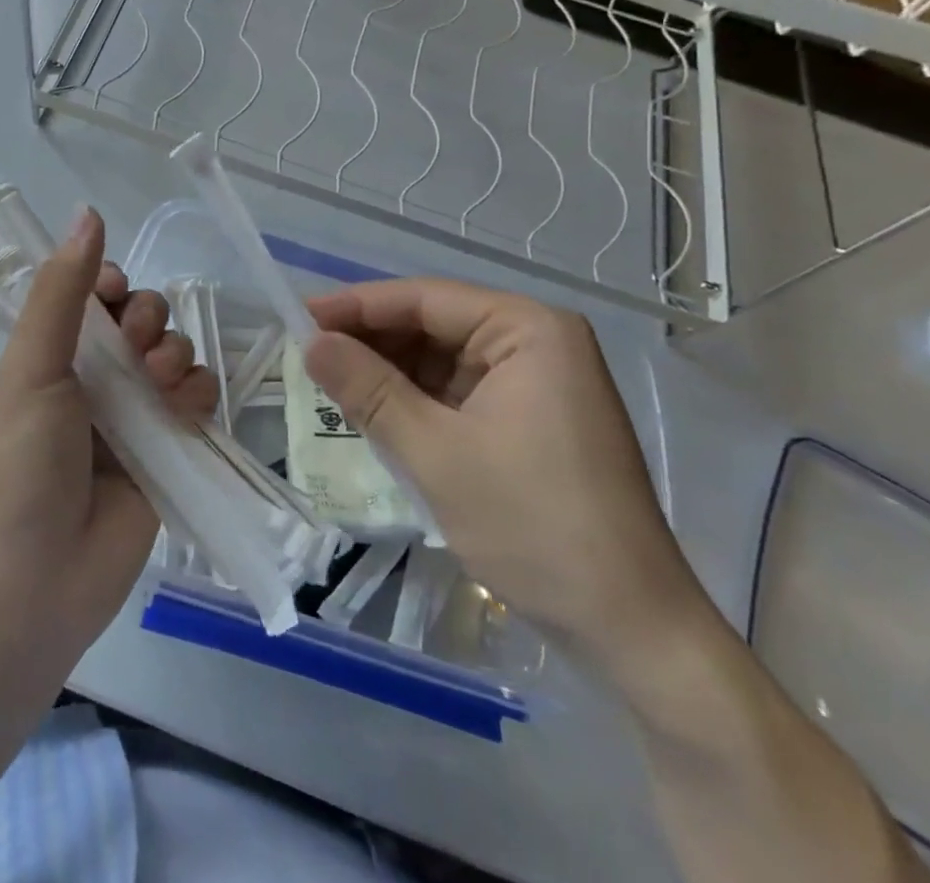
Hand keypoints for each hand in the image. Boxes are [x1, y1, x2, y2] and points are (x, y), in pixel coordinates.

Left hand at [0, 208, 216, 661]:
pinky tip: (182, 411)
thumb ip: (63, 291)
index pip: (98, 292)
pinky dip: (197, 394)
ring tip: (156, 390)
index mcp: (56, 352)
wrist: (31, 584)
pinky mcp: (170, 449)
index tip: (114, 294)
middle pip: (146, 317)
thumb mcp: (31, 367)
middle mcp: (97, 376)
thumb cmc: (19, 465)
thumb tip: (88, 212)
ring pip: (177, 352)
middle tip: (134, 353)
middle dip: (149, 321)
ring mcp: (136, 414)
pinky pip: (199, 398)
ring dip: (175, 356)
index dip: (114, 283)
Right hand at [305, 280, 705, 666]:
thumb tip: (310, 342)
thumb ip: (369, 390)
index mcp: (528, 329)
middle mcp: (536, 342)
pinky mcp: (531, 420)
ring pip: (442, 360)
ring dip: (389, 373)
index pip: (425, 298)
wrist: (631, 631)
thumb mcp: (436, 454)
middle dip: (372, 341)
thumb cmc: (534, 526)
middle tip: (306, 354)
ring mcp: (537, 383)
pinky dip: (415, 401)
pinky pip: (458, 393)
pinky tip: (375, 413)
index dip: (356, 305)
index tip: (297, 315)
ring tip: (329, 383)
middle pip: (434, 324)